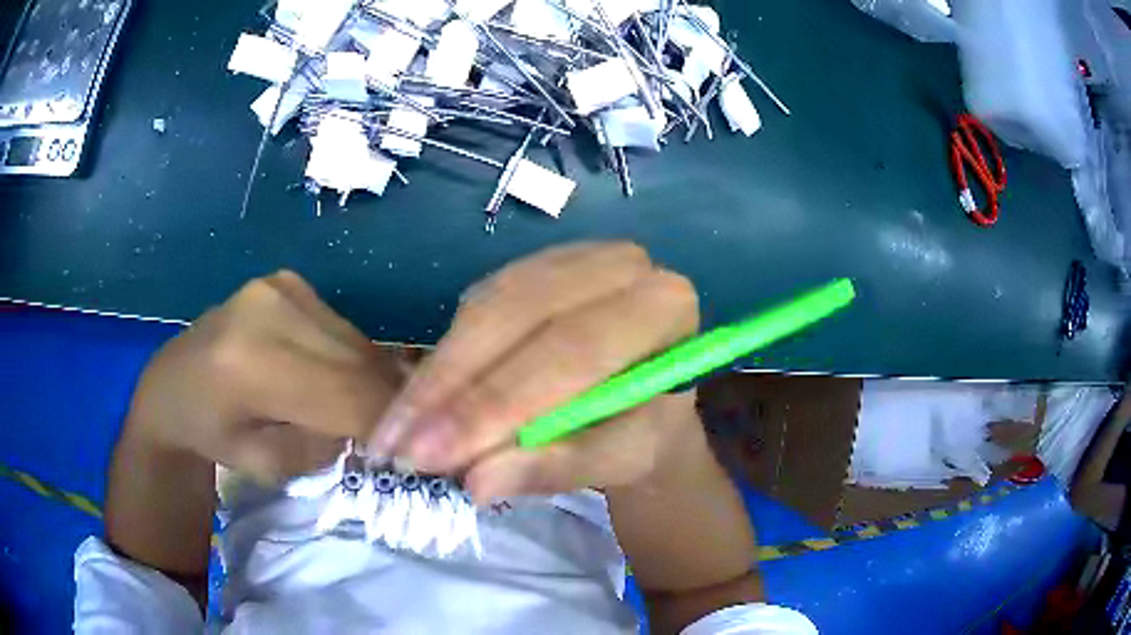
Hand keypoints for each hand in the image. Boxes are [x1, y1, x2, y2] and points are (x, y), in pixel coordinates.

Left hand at [126, 270, 405, 481]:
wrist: (173, 384)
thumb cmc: (213, 436)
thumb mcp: (271, 467)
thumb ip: (329, 446)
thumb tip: (383, 426)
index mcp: (251, 365)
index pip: (348, 395)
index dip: (392, 424)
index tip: (418, 451)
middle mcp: (268, 309)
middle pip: (359, 362)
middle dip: (390, 403)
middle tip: (405, 435)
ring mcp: (279, 286)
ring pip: (358, 342)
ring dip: (374, 380)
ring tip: (370, 410)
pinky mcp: (287, 281)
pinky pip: (342, 328)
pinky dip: (353, 360)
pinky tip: (341, 380)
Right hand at [368, 242, 701, 501]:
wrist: (647, 403)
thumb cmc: (642, 433)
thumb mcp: (614, 461)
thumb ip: (554, 468)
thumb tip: (475, 482)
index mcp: (664, 307)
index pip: (573, 350)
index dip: (496, 405)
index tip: (430, 457)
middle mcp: (621, 266)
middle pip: (518, 317)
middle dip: (451, 390)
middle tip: (398, 448)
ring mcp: (572, 258)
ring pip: (487, 308)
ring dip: (435, 376)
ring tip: (393, 434)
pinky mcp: (533, 268)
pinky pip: (476, 305)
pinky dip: (443, 357)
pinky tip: (416, 400)